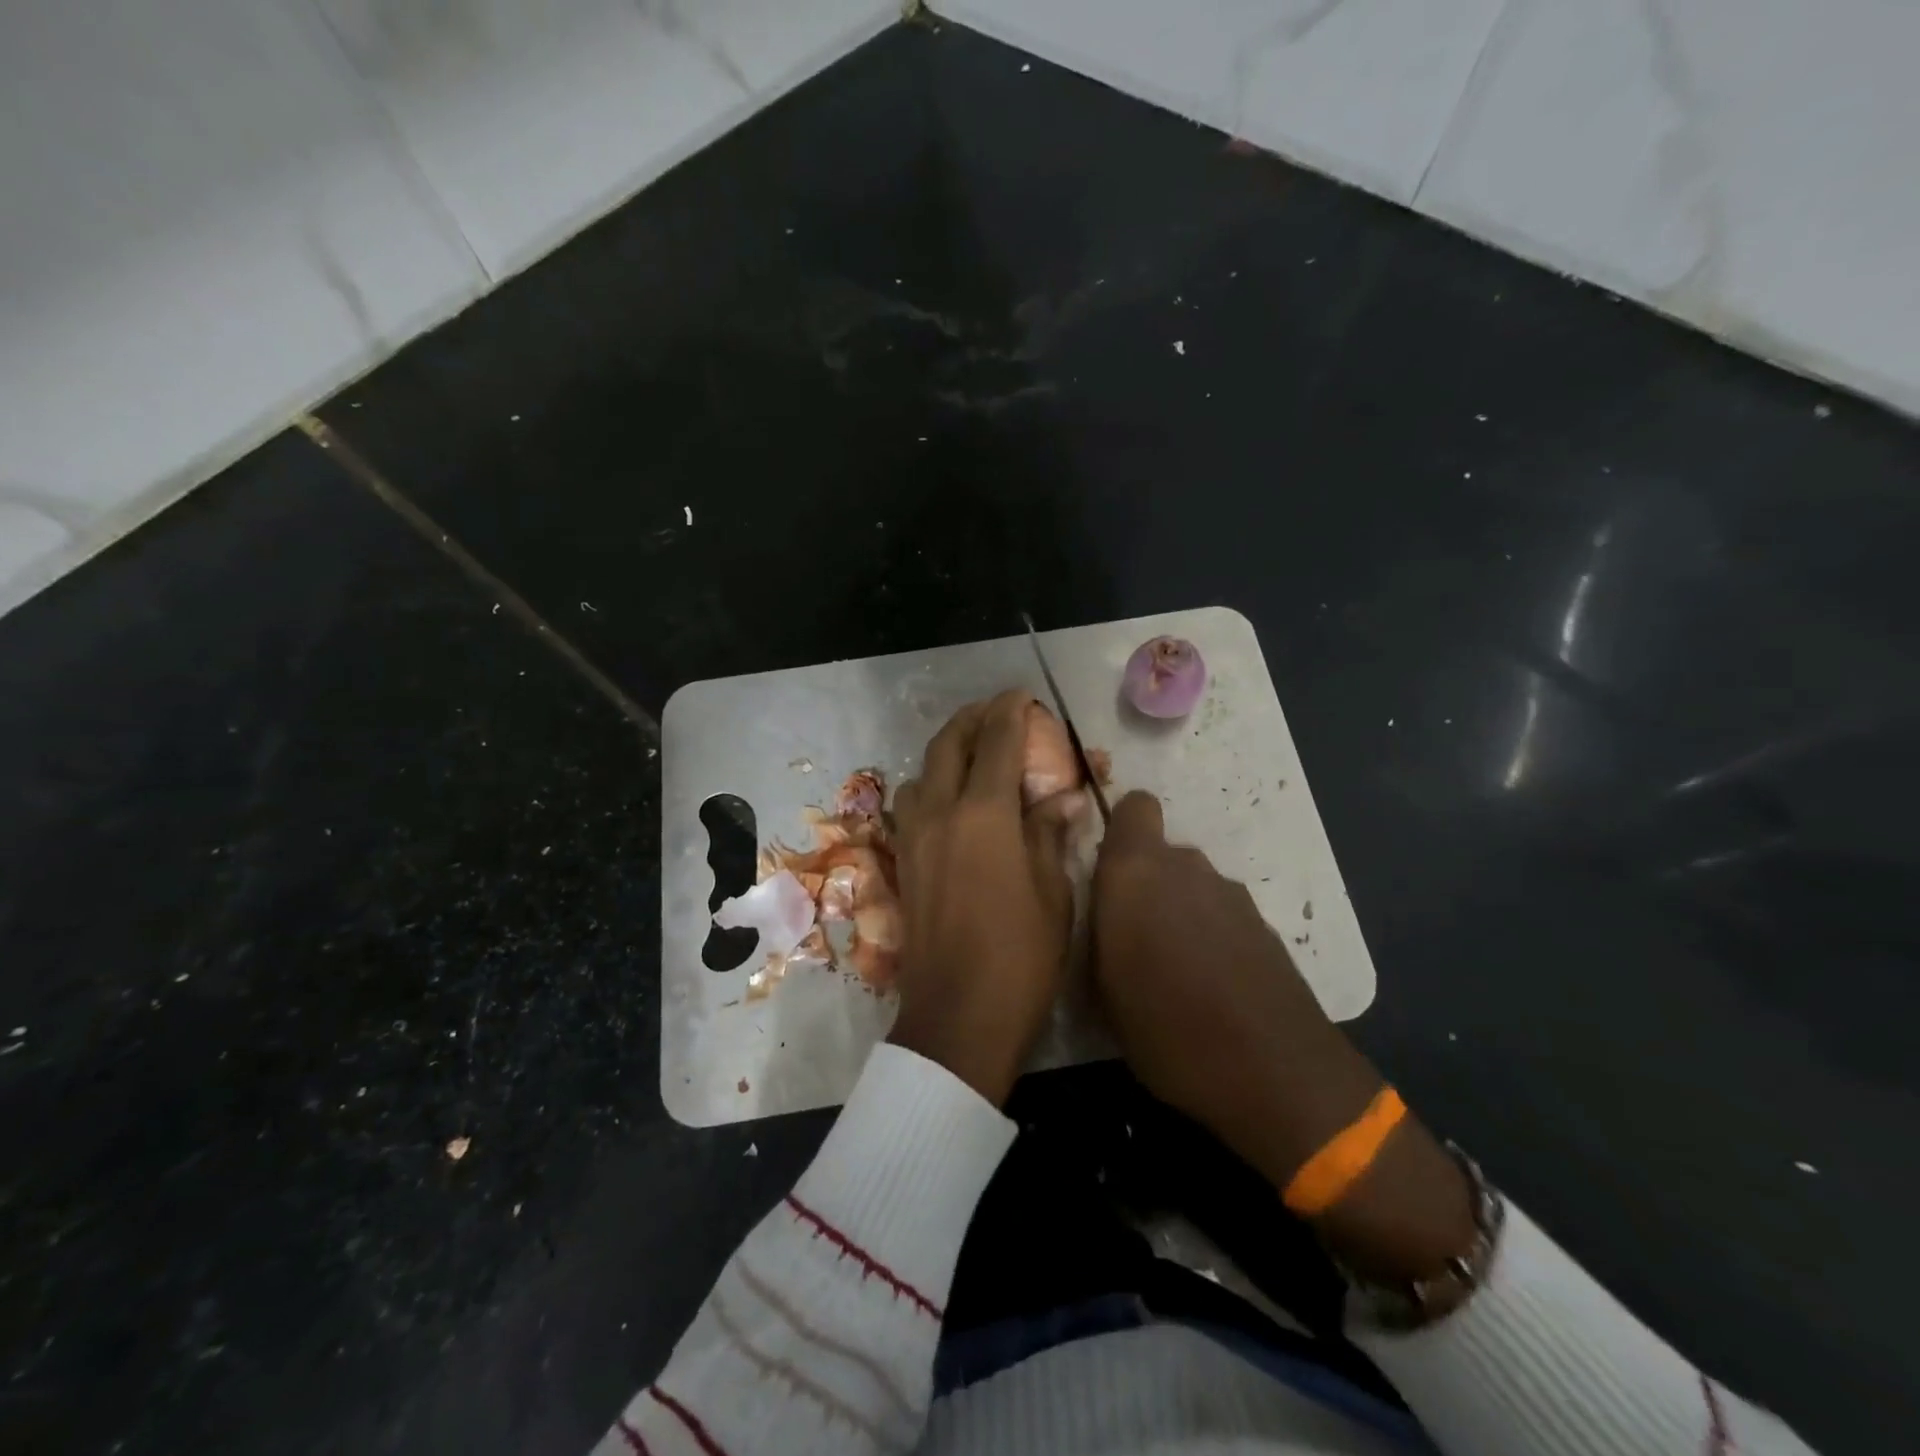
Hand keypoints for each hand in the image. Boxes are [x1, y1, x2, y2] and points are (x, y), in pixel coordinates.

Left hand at [887, 691, 1073, 1103]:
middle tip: (997, 711)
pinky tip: (952, 800)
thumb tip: (1060, 798)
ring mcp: (914, 838)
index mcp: (983, 815)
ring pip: (922, 771)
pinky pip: (911, 803)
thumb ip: (1050, 835)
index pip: (997, 743)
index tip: (1023, 696)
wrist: (958, 1017)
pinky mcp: (903, 863)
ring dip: (946, 750)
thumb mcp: (1053, 894)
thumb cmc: (1020, 957)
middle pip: (948, 744)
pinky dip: (931, 784)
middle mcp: (940, 814)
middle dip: (972, 719)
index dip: (1010, 712)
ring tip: (975, 753)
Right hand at [1092, 791, 1474, 1278]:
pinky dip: (1210, 934)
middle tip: (1129, 937)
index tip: (1106, 869)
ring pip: (1191, 885)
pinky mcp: (1264, 925)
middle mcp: (1185, 868)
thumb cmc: (1167, 1029)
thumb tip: (1103, 913)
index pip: (1134, 807)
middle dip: (1144, 883)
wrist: (1277, 1073)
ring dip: (1177, 911)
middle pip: (1159, 853)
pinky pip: (1220, 914)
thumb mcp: (1101, 989)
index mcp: (1137, 872)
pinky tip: (1209, 985)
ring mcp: (1231, 895)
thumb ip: (1097, 932)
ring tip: (1171, 969)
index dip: (1120, 828)